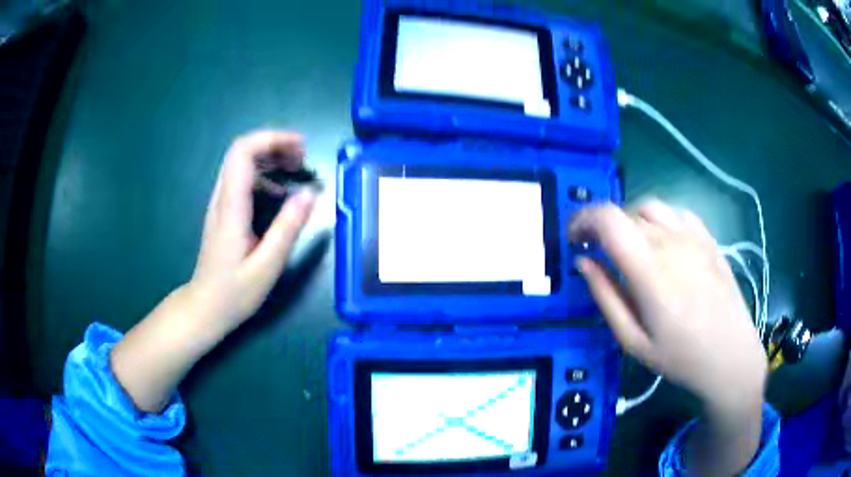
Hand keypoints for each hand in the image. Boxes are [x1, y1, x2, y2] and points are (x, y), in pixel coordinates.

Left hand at [188, 130, 316, 328]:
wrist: (204, 307)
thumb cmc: (234, 293)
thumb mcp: (267, 266)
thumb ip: (287, 229)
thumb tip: (310, 193)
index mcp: (231, 207)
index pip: (243, 153)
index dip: (272, 139)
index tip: (301, 147)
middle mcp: (222, 198)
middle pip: (241, 151)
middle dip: (275, 144)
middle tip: (303, 158)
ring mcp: (220, 203)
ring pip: (241, 162)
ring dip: (271, 157)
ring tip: (297, 169)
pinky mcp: (223, 211)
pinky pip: (242, 179)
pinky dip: (265, 174)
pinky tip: (281, 193)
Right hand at [568, 199, 766, 409]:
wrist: (731, 356)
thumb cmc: (681, 357)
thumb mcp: (633, 342)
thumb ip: (606, 298)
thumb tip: (583, 262)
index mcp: (651, 271)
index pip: (608, 220)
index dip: (582, 220)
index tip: (573, 239)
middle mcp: (672, 243)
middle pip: (626, 212)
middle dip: (602, 226)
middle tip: (596, 251)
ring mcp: (694, 237)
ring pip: (650, 206)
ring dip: (629, 219)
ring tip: (627, 245)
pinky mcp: (708, 238)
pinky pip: (676, 212)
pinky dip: (658, 218)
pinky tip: (660, 240)